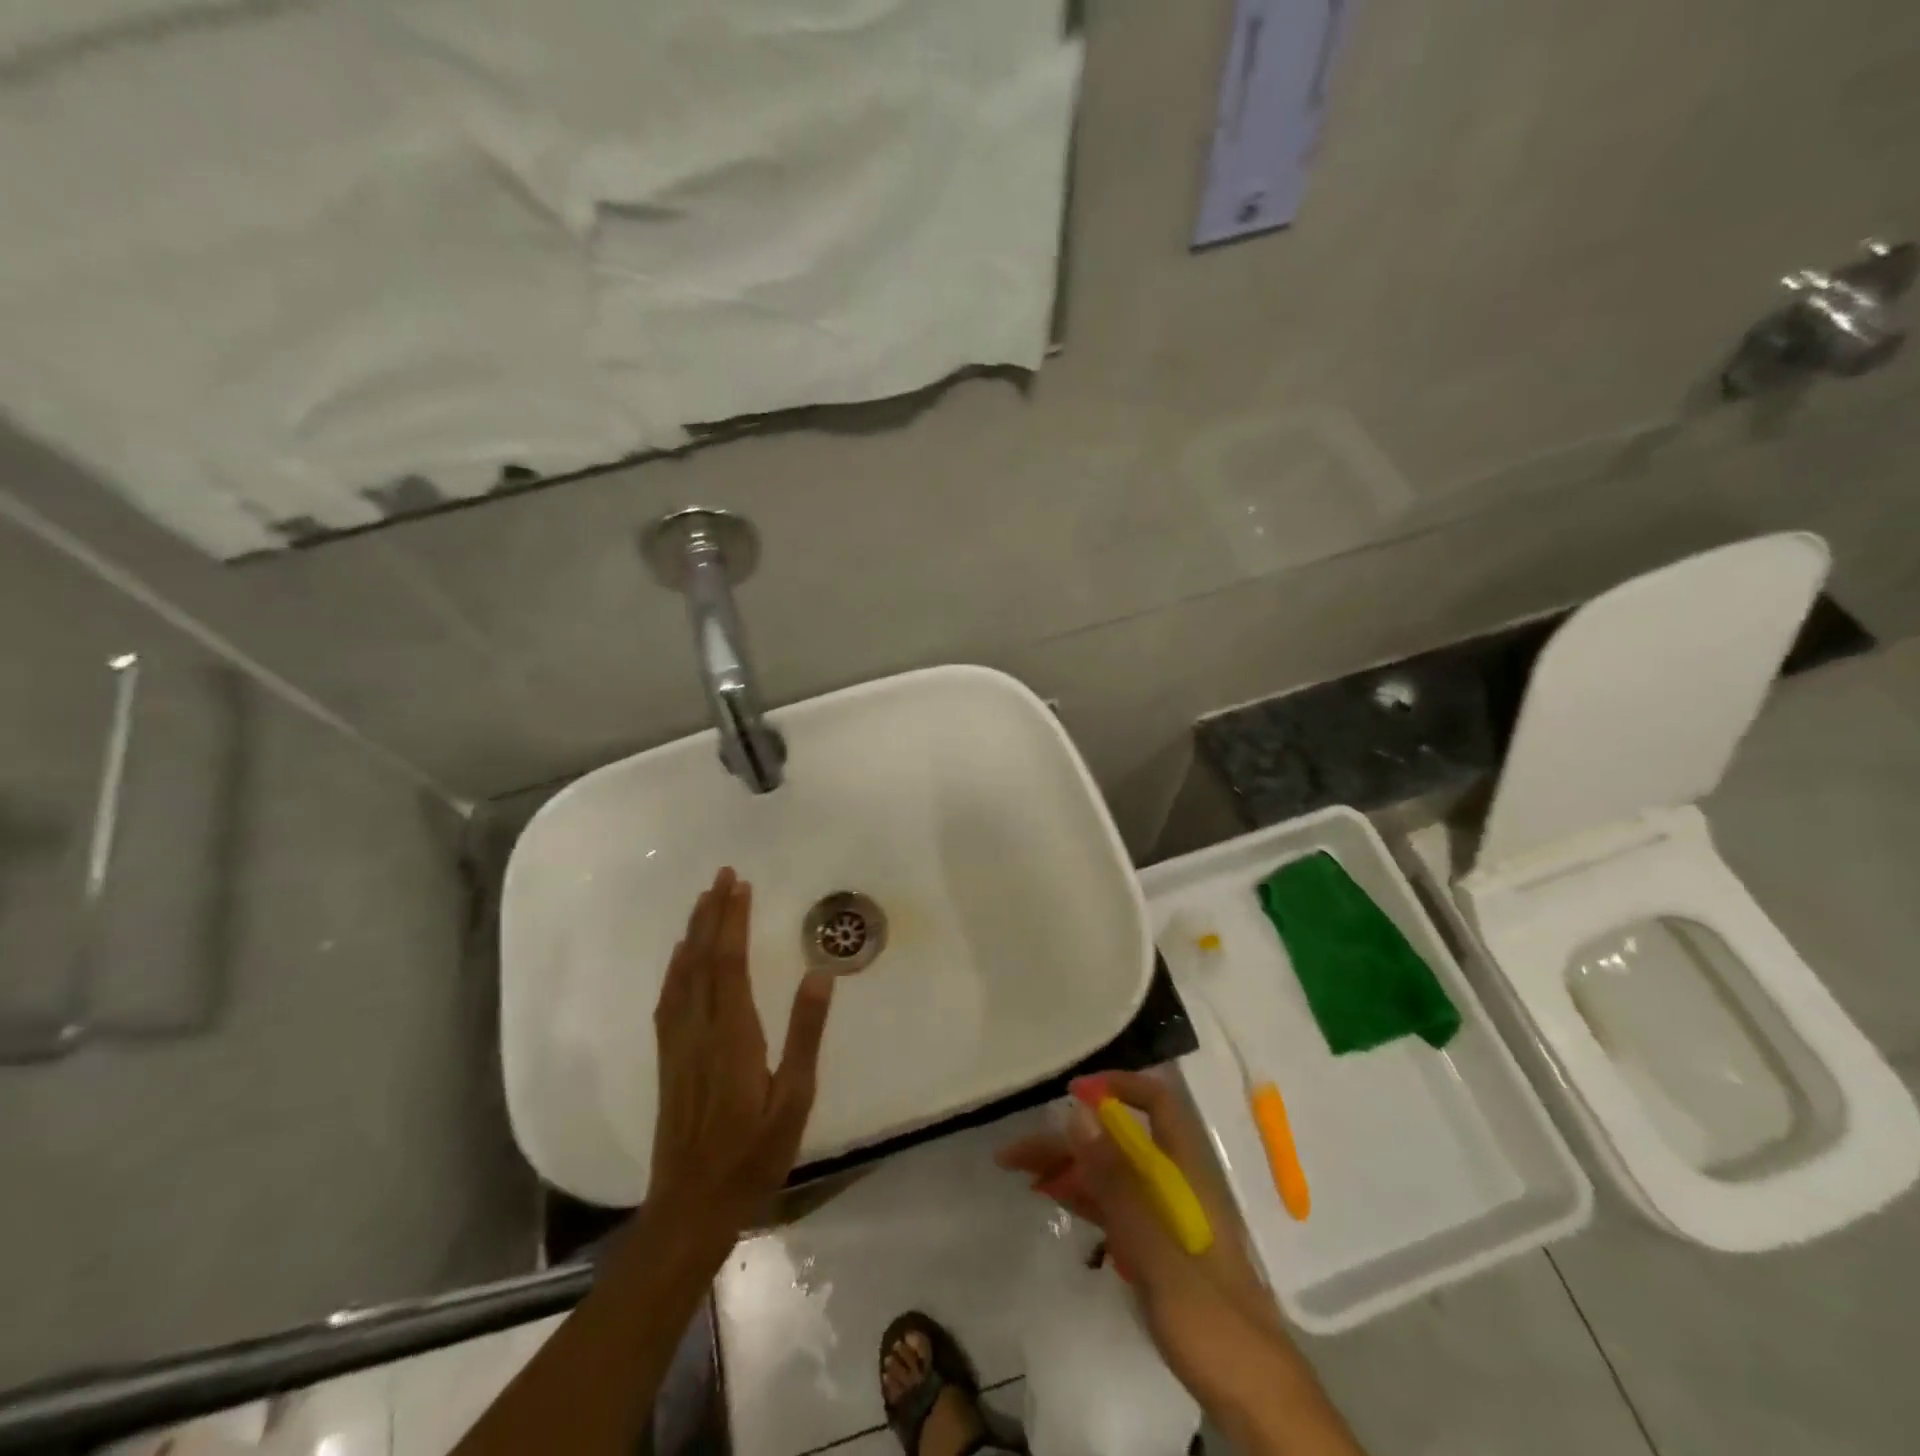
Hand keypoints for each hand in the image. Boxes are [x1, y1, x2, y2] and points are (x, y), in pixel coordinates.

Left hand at [649, 867, 835, 1235]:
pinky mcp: (668, 1059)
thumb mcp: (794, 1099)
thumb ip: (806, 1035)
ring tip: (703, 901)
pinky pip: (668, 999)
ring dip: (693, 933)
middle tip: (722, 876)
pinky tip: (679, 957)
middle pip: (702, 959)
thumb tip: (820, 975)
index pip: (730, 963)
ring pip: (682, 975)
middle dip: (712, 914)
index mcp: (733, 1035)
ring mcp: (678, 1044)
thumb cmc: (754, 1153)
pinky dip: (674, 968)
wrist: (692, 1205)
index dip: (733, 921)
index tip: (741, 886)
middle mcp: (700, 1030)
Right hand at [996, 1070, 1278, 1401]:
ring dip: (1069, 1167)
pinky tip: (1054, 1197)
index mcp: (1187, 1172)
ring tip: (1021, 1171)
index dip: (1116, 1087)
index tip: (1070, 1094)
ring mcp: (1167, 1218)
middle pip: (1121, 1141)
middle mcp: (1177, 1184)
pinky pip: (1115, 1207)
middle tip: (1017, 1152)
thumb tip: (1078, 1112)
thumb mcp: (1156, 1250)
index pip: (1156, 1103)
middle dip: (1071, 1137)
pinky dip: (1084, 1197)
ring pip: (1113, 1174)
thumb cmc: (1211, 1321)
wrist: (1257, 1403)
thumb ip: (1116, 1181)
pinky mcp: (1159, 1250)